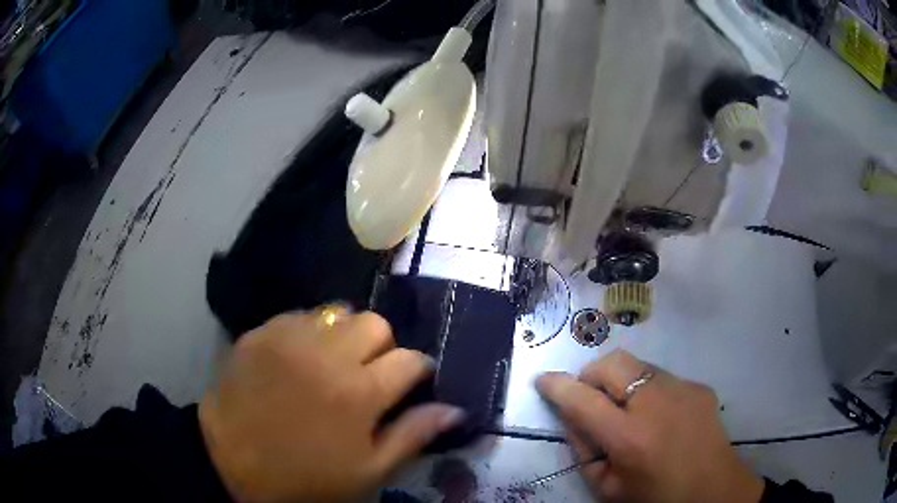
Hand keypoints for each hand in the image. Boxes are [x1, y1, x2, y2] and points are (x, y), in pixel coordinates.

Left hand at [199, 308, 464, 502]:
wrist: (231, 462)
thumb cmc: (305, 477)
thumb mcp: (367, 471)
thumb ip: (413, 435)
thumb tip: (455, 410)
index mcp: (359, 393)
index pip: (410, 359)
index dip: (419, 371)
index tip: (412, 383)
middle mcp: (327, 354)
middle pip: (376, 323)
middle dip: (383, 347)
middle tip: (368, 375)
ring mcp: (289, 337)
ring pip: (338, 311)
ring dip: (346, 335)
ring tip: (333, 363)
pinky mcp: (261, 331)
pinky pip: (300, 316)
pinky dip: (311, 333)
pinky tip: (300, 360)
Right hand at [537, 350, 763, 502]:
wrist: (712, 490)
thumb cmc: (654, 497)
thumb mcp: (607, 487)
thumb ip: (584, 449)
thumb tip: (572, 414)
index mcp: (629, 437)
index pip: (582, 400)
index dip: (557, 386)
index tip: (543, 379)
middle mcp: (657, 403)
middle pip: (612, 363)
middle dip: (591, 374)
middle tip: (590, 398)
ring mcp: (683, 389)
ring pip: (637, 365)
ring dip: (620, 381)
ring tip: (627, 410)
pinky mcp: (699, 386)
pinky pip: (662, 377)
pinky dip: (648, 389)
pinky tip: (658, 415)